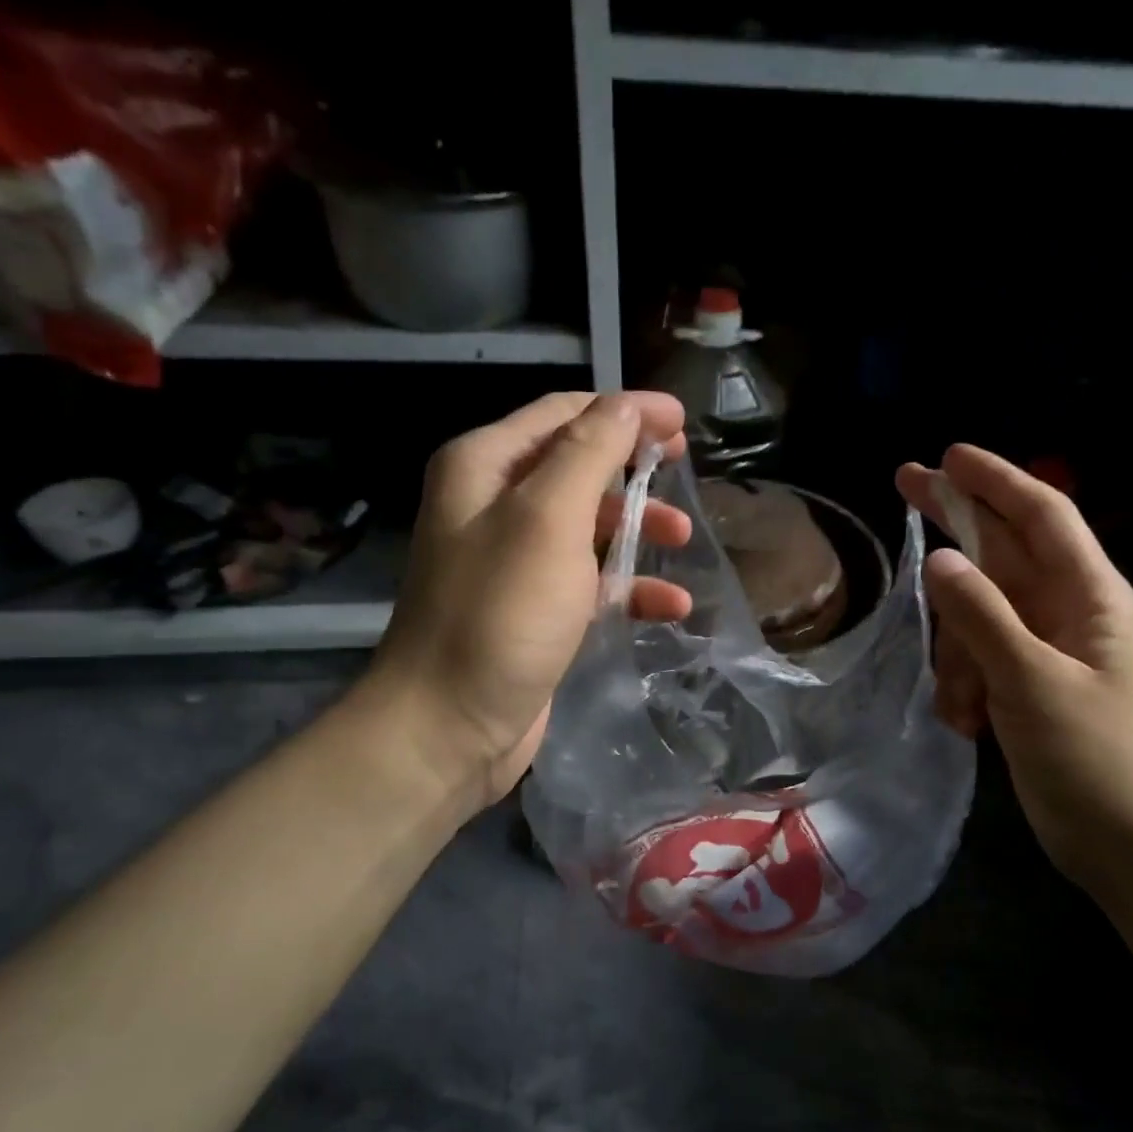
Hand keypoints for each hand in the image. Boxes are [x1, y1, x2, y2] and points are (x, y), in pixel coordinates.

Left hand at [357, 391, 691, 811]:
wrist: (448, 727)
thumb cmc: (500, 614)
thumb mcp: (548, 520)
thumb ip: (589, 453)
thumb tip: (627, 405)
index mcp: (485, 466)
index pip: (564, 414)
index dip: (626, 411)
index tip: (682, 422)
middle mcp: (494, 505)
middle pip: (578, 467)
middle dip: (634, 470)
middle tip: (684, 474)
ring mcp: (515, 562)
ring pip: (590, 526)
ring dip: (638, 529)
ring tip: (683, 541)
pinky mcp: (535, 611)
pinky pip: (591, 582)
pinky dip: (630, 588)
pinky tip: (671, 606)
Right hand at [897, 445, 1132, 889]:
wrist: (1126, 843)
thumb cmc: (1094, 757)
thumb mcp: (1032, 681)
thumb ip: (983, 616)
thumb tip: (939, 558)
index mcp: (1088, 594)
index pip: (1041, 514)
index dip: (995, 479)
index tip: (947, 455)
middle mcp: (1065, 609)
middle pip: (1001, 548)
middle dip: (955, 525)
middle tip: (903, 484)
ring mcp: (1041, 647)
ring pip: (976, 614)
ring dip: (957, 654)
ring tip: (964, 706)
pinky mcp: (1023, 683)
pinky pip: (975, 658)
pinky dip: (962, 684)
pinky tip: (965, 723)